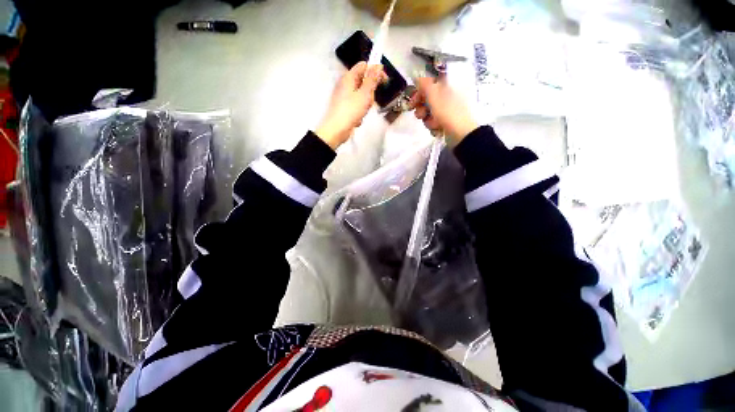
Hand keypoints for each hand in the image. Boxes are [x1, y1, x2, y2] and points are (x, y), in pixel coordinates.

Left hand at [316, 62, 386, 148]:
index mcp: (349, 78)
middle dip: (370, 93)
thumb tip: (378, 66)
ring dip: (366, 104)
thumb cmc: (350, 111)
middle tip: (369, 101)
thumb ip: (372, 79)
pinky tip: (358, 118)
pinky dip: (360, 112)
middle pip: (364, 82)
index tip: (384, 80)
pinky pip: (358, 106)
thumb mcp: (364, 94)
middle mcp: (346, 85)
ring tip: (363, 111)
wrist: (337, 130)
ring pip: (362, 96)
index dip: (375, 71)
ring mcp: (345, 97)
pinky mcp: (346, 108)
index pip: (364, 66)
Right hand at [411, 77, 477, 144]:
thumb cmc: (448, 112)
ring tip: (434, 124)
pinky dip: (433, 127)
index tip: (412, 102)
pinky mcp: (445, 123)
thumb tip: (417, 75)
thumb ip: (425, 85)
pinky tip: (438, 129)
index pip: (428, 86)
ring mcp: (446, 111)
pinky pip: (433, 123)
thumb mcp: (435, 96)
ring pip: (428, 114)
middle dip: (422, 110)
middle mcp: (446, 98)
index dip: (418, 94)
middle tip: (421, 115)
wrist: (461, 133)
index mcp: (445, 88)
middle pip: (426, 101)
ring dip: (428, 120)